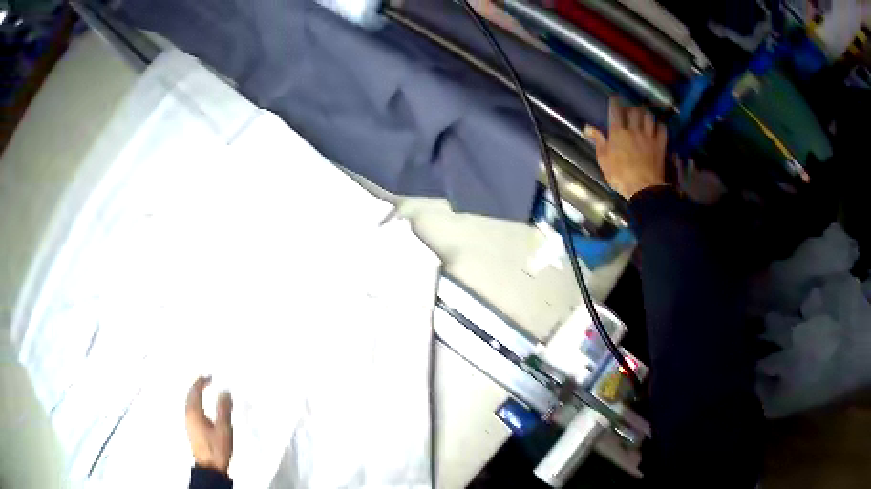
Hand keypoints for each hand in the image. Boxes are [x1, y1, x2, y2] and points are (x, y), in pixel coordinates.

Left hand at [186, 376, 232, 473]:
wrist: (210, 468)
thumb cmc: (217, 447)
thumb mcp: (224, 428)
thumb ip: (224, 409)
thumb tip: (225, 391)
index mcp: (194, 412)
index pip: (195, 391)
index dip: (202, 381)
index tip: (210, 376)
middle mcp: (188, 415)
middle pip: (190, 395)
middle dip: (197, 386)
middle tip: (206, 381)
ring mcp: (188, 423)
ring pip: (190, 403)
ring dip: (196, 395)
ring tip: (205, 392)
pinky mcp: (192, 430)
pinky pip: (192, 410)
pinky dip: (197, 403)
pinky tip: (203, 409)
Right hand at [585, 98, 667, 199]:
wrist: (643, 188)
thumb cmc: (620, 176)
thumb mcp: (604, 160)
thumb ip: (598, 141)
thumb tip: (588, 128)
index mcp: (618, 133)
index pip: (616, 111)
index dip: (615, 102)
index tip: (615, 98)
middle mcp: (634, 130)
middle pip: (634, 111)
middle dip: (632, 107)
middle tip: (630, 108)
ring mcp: (649, 137)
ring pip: (649, 117)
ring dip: (646, 113)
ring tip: (644, 114)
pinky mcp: (660, 145)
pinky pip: (662, 129)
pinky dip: (660, 125)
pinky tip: (658, 126)